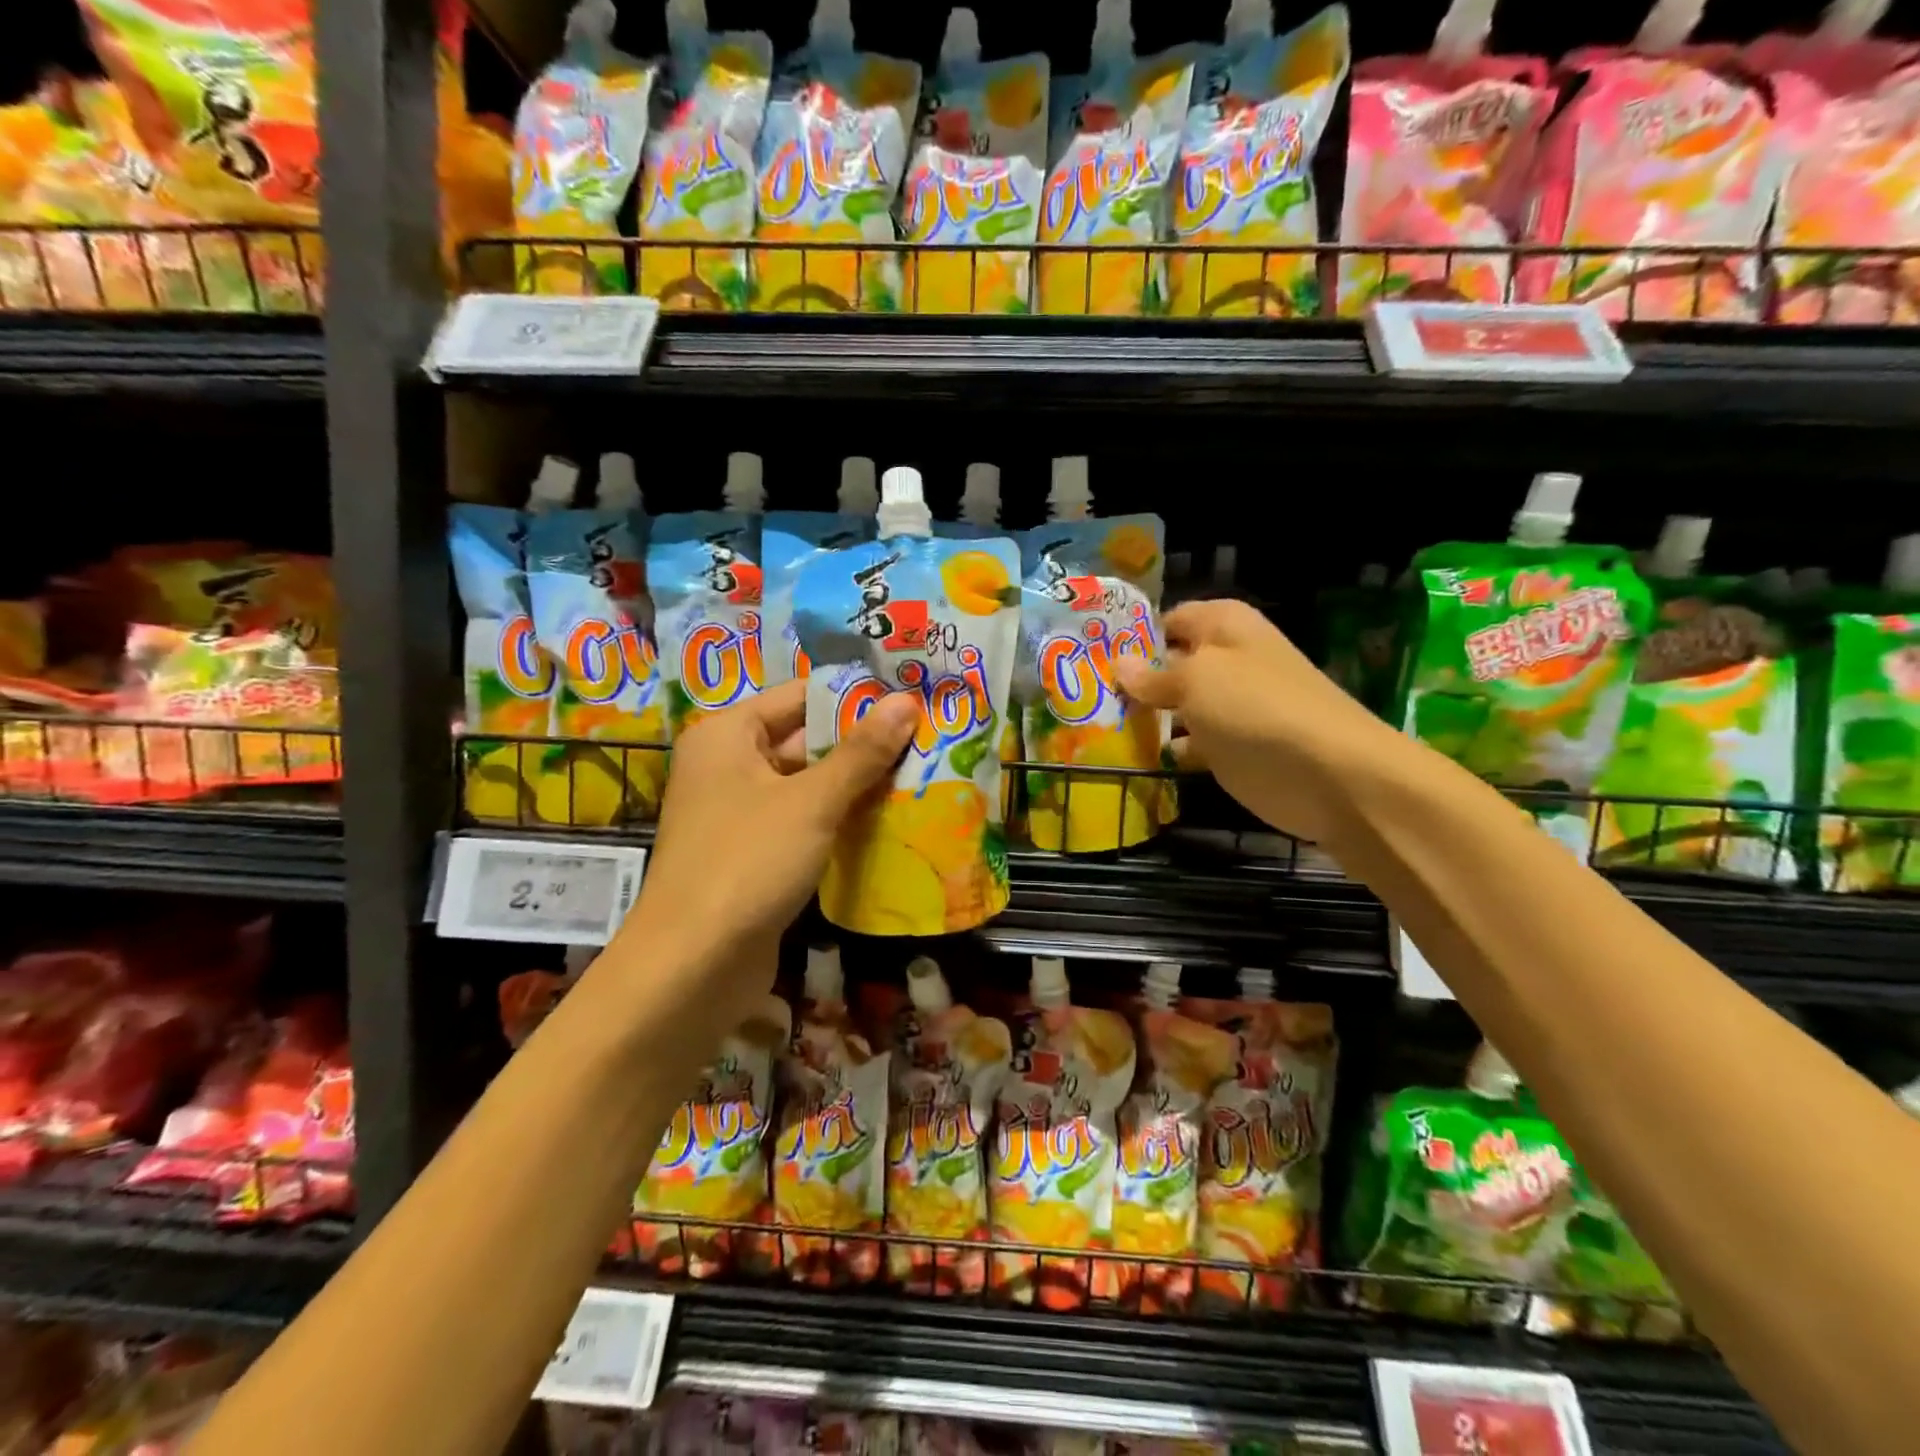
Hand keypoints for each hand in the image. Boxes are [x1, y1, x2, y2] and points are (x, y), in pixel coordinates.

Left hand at [616, 680, 917, 1019]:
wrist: (692, 967)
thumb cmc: (748, 863)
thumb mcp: (812, 802)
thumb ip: (861, 752)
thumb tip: (906, 701)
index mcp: (727, 735)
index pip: (799, 696)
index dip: (853, 698)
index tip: (909, 703)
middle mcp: (727, 766)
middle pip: (803, 740)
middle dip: (861, 745)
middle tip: (925, 741)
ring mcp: (738, 814)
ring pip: (806, 785)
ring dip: (854, 785)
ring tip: (919, 776)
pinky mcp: (752, 855)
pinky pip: (801, 822)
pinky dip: (837, 820)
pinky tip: (886, 822)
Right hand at [1112, 599, 1406, 845]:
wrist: (1330, 775)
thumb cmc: (1257, 708)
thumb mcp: (1196, 680)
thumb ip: (1153, 675)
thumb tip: (1118, 664)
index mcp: (1223, 625)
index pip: (1167, 619)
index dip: (1132, 636)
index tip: (1089, 656)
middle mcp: (1226, 660)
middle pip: (1168, 664)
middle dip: (1131, 679)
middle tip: (1082, 694)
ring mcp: (1229, 707)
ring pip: (1175, 706)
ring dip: (1144, 717)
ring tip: (1094, 727)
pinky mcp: (1230, 749)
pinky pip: (1188, 742)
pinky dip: (1165, 749)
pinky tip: (1132, 758)